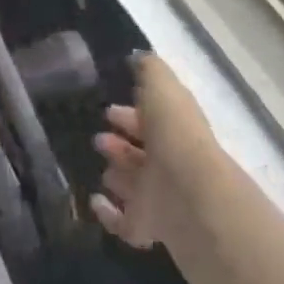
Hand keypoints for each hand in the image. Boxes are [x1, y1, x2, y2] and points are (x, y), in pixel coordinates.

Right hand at [92, 53, 220, 249]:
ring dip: (117, 173)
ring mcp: (159, 198)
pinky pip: (124, 222)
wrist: (188, 193)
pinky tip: (95, 201)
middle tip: (99, 138)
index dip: (131, 114)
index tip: (109, 111)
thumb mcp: (162, 86)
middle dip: (120, 143)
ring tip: (99, 165)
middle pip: (142, 153)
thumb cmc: (174, 133)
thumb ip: (149, 69)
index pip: (152, 121)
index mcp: (174, 130)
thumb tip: (138, 56)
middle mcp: (168, 164)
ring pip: (134, 184)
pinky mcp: (146, 227)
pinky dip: (108, 213)